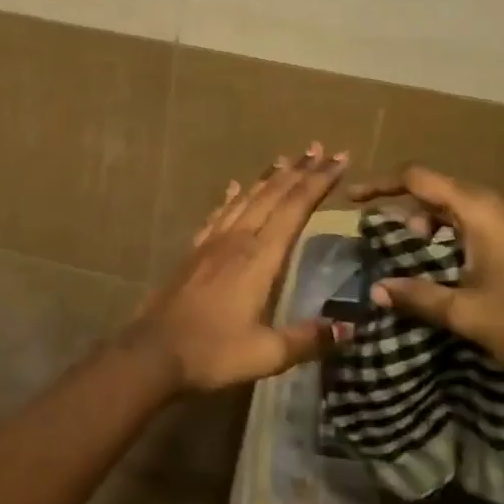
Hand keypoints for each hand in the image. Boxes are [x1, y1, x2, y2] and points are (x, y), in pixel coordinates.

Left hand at [130, 143, 353, 392]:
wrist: (154, 350)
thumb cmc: (213, 352)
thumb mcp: (267, 354)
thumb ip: (308, 338)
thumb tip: (349, 327)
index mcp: (260, 258)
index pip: (295, 209)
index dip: (318, 182)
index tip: (339, 159)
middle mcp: (237, 240)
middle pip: (273, 195)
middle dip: (299, 171)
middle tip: (320, 149)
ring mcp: (213, 242)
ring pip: (246, 198)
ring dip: (268, 177)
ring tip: (286, 159)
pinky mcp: (195, 250)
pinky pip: (219, 214)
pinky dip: (232, 196)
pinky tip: (235, 186)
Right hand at [349, 166, 503, 406]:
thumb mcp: (465, 313)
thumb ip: (416, 295)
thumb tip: (376, 290)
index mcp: (483, 208)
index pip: (418, 178)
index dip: (381, 185)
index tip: (354, 199)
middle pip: (445, 188)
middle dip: (412, 207)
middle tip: (394, 237)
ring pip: (471, 203)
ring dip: (441, 220)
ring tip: (426, 250)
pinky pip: (494, 216)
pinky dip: (467, 229)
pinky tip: (467, 261)